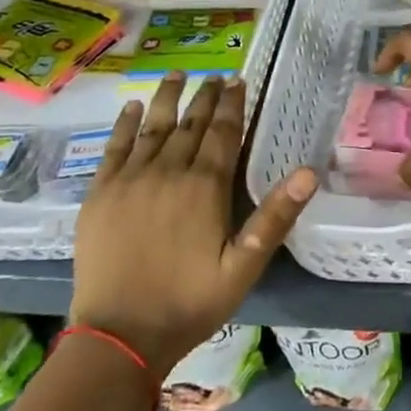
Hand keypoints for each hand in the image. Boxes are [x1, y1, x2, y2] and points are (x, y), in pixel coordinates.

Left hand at [69, 73, 316, 369]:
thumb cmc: (190, 301)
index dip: (232, 104)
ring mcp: (130, 180)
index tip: (238, 81)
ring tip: (178, 75)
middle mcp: (168, 171)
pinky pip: (114, 149)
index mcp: (205, 186)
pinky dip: (123, 125)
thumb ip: (276, 216)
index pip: (224, 132)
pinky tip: (131, 108)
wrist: (119, 336)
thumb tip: (309, 172)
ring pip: (153, 127)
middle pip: (191, 123)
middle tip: (216, 75)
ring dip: (167, 99)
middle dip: (205, 96)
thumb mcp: (245, 266)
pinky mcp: (100, 195)